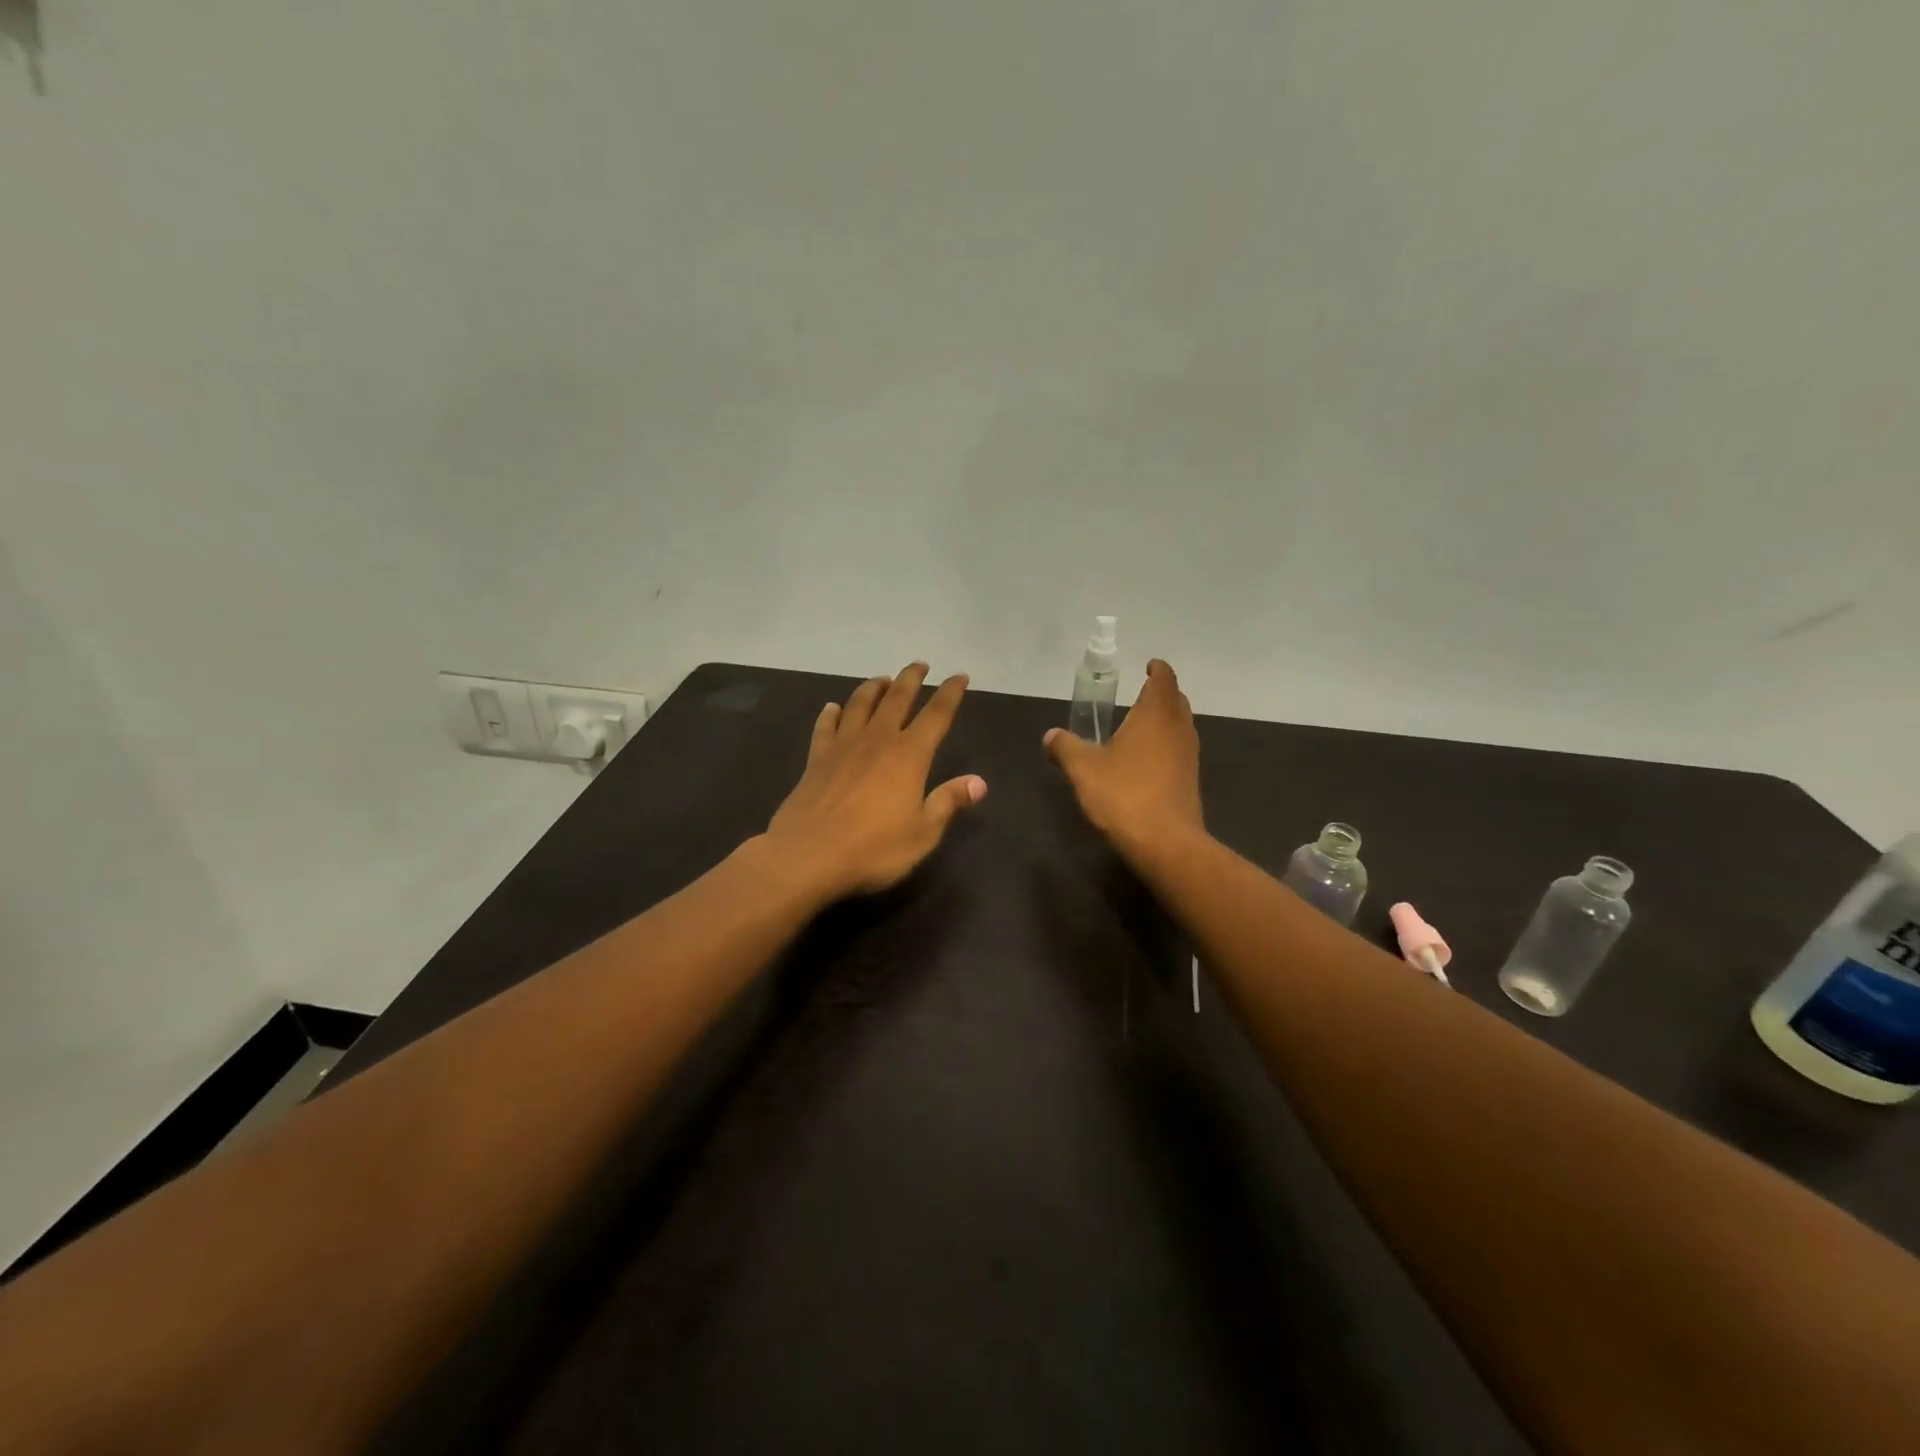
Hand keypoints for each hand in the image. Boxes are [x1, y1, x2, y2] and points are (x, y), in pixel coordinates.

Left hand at [765, 663, 986, 899]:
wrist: (808, 855)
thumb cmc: (874, 848)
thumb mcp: (923, 833)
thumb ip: (949, 802)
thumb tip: (979, 782)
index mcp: (909, 755)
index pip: (936, 715)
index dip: (950, 693)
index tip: (959, 676)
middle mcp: (877, 741)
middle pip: (897, 699)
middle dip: (911, 679)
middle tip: (920, 664)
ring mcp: (843, 747)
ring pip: (860, 705)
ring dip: (873, 688)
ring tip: (882, 680)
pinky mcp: (816, 759)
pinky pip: (826, 727)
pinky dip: (831, 713)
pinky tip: (833, 707)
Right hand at [1044, 658, 1204, 862]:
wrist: (1165, 843)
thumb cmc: (1124, 795)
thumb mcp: (1084, 769)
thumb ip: (1066, 747)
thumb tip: (1050, 735)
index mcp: (1155, 715)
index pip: (1164, 679)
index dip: (1157, 669)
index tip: (1148, 666)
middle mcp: (1178, 729)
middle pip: (1176, 701)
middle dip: (1161, 694)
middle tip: (1140, 695)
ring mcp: (1189, 756)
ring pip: (1180, 726)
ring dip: (1164, 721)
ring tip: (1139, 727)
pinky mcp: (1190, 781)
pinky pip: (1179, 751)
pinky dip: (1165, 746)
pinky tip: (1145, 761)